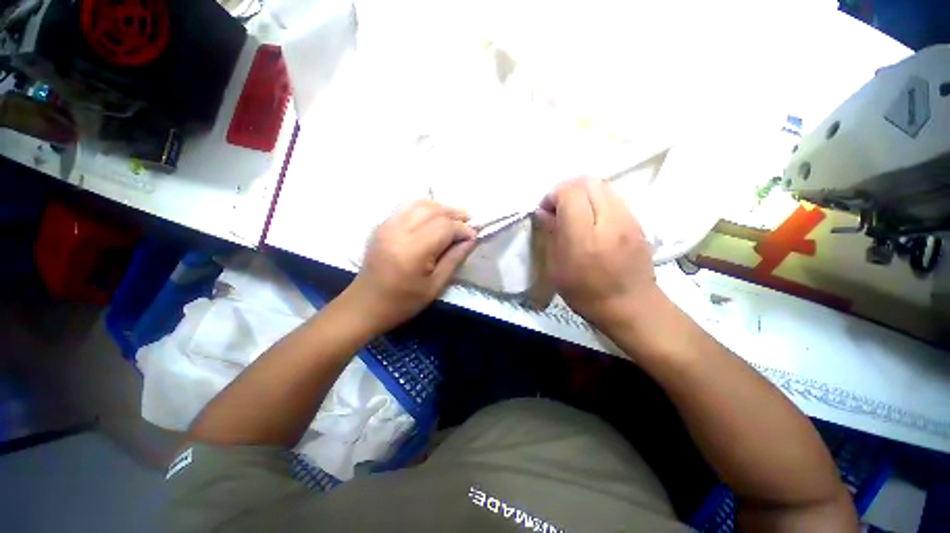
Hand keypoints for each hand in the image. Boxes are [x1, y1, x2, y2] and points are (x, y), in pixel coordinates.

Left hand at [343, 199, 476, 332]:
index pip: (444, 227)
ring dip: (440, 208)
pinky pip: (407, 207)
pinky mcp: (382, 225)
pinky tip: (434, 216)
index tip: (474, 236)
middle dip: (454, 214)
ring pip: (419, 204)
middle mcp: (398, 231)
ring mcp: (387, 225)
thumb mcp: (435, 286)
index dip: (462, 229)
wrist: (365, 304)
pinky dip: (424, 207)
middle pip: (433, 210)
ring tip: (454, 217)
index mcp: (412, 250)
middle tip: (468, 222)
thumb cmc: (403, 302)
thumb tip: (471, 239)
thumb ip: (454, 259)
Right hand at [535, 177, 659, 330]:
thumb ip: (550, 234)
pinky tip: (593, 219)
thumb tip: (543, 212)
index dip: (553, 195)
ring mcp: (627, 219)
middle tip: (560, 208)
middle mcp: (609, 221)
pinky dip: (598, 199)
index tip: (546, 211)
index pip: (569, 192)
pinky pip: (614, 197)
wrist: (630, 306)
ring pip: (603, 185)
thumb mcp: (556, 268)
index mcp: (583, 237)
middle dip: (568, 188)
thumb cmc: (585, 292)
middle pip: (588, 181)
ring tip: (576, 212)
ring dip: (584, 192)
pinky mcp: (638, 222)